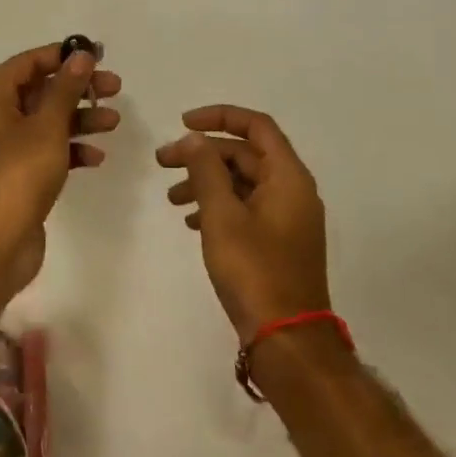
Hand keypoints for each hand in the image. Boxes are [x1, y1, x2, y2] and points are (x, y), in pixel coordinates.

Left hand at [0, 44, 122, 287]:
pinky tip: (95, 158)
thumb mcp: (47, 125)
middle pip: (39, 91)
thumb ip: (66, 87)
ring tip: (113, 124)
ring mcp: (1, 148)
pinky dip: (69, 149)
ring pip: (45, 121)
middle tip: (114, 88)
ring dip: (79, 119)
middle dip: (78, 90)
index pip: (27, 63)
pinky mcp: (14, 174)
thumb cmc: (18, 174)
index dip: (62, 56)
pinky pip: (44, 150)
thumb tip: (82, 53)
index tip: (97, 56)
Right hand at [157, 106, 330, 344]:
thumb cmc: (255, 271)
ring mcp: (287, 218)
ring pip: (243, 183)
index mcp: (288, 177)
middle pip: (245, 154)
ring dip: (207, 181)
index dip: (219, 117)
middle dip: (203, 154)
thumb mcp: (222, 216)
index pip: (256, 126)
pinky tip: (190, 221)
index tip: (182, 123)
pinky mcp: (278, 242)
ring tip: (171, 198)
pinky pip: (246, 208)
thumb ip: (206, 170)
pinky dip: (218, 206)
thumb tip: (194, 139)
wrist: (287, 340)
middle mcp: (293, 190)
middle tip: (162, 162)